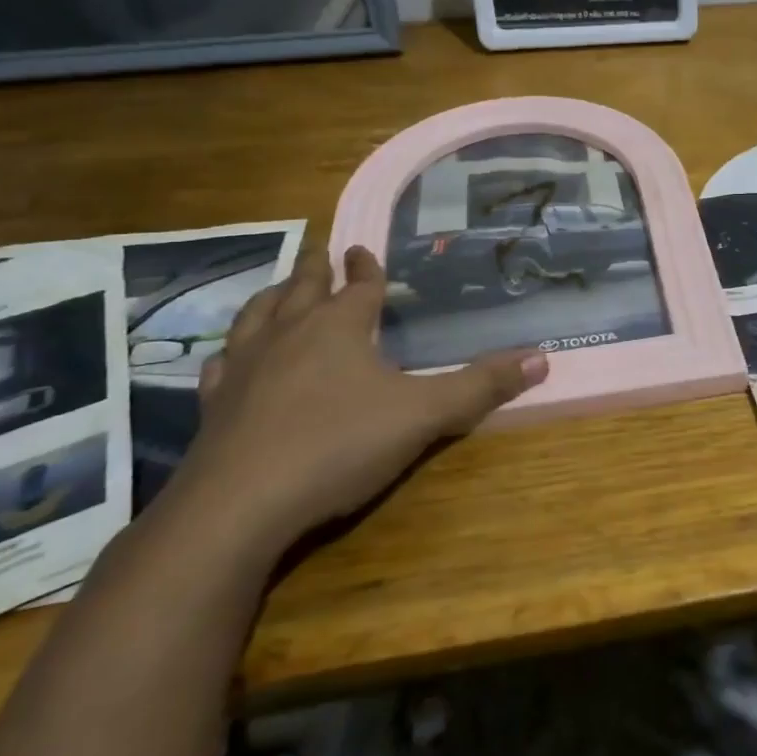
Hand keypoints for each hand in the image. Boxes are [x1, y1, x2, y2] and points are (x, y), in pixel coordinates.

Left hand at [167, 245, 546, 552]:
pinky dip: (232, 350)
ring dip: (274, 296)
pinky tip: (232, 357)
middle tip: (323, 250)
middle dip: (317, 267)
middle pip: (303, 287)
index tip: (365, 248)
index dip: (367, 267)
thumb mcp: (424, 415)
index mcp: (338, 327)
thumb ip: (481, 387)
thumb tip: (542, 358)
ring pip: (257, 315)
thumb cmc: (338, 446)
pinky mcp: (214, 405)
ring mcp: (244, 367)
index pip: (358, 286)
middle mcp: (288, 334)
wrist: (239, 506)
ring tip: (281, 288)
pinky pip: (222, 363)